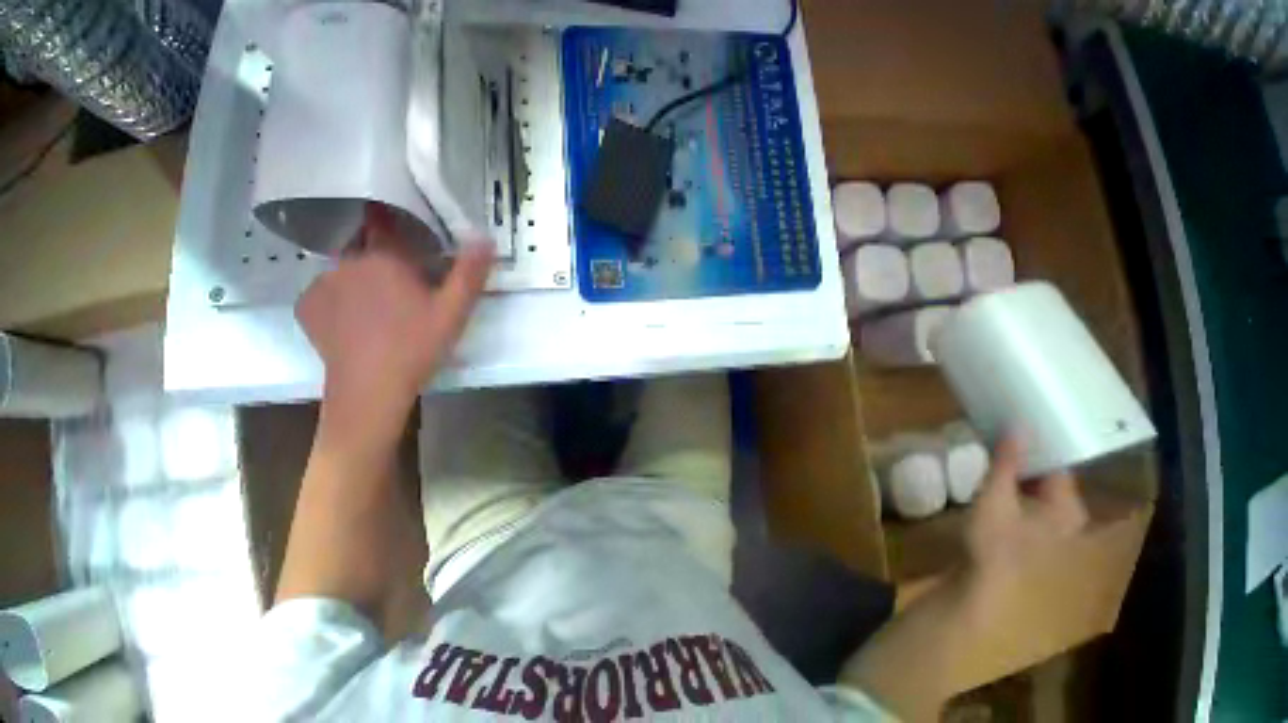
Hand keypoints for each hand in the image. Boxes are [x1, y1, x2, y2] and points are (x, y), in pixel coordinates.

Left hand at [295, 205, 493, 412]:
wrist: (371, 388)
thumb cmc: (417, 346)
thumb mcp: (454, 311)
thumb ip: (469, 273)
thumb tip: (484, 237)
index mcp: (385, 258)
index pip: (388, 225)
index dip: (401, 231)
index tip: (413, 247)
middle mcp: (347, 261)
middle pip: (368, 249)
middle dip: (386, 261)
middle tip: (406, 291)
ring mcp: (321, 282)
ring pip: (348, 271)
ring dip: (364, 280)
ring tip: (383, 311)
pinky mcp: (306, 306)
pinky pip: (328, 292)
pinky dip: (342, 299)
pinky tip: (357, 323)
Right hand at [962, 434, 1089, 597]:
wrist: (984, 586)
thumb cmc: (996, 541)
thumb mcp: (996, 498)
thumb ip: (1006, 463)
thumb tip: (1017, 425)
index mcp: (1068, 507)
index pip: (1059, 465)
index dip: (1038, 444)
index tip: (1015, 425)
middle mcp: (1069, 516)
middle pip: (1050, 477)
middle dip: (1026, 457)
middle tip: (999, 436)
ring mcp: (1053, 528)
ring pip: (1038, 490)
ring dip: (1018, 473)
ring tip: (993, 453)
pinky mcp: (1034, 535)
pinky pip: (1029, 501)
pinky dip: (1014, 488)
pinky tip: (993, 481)